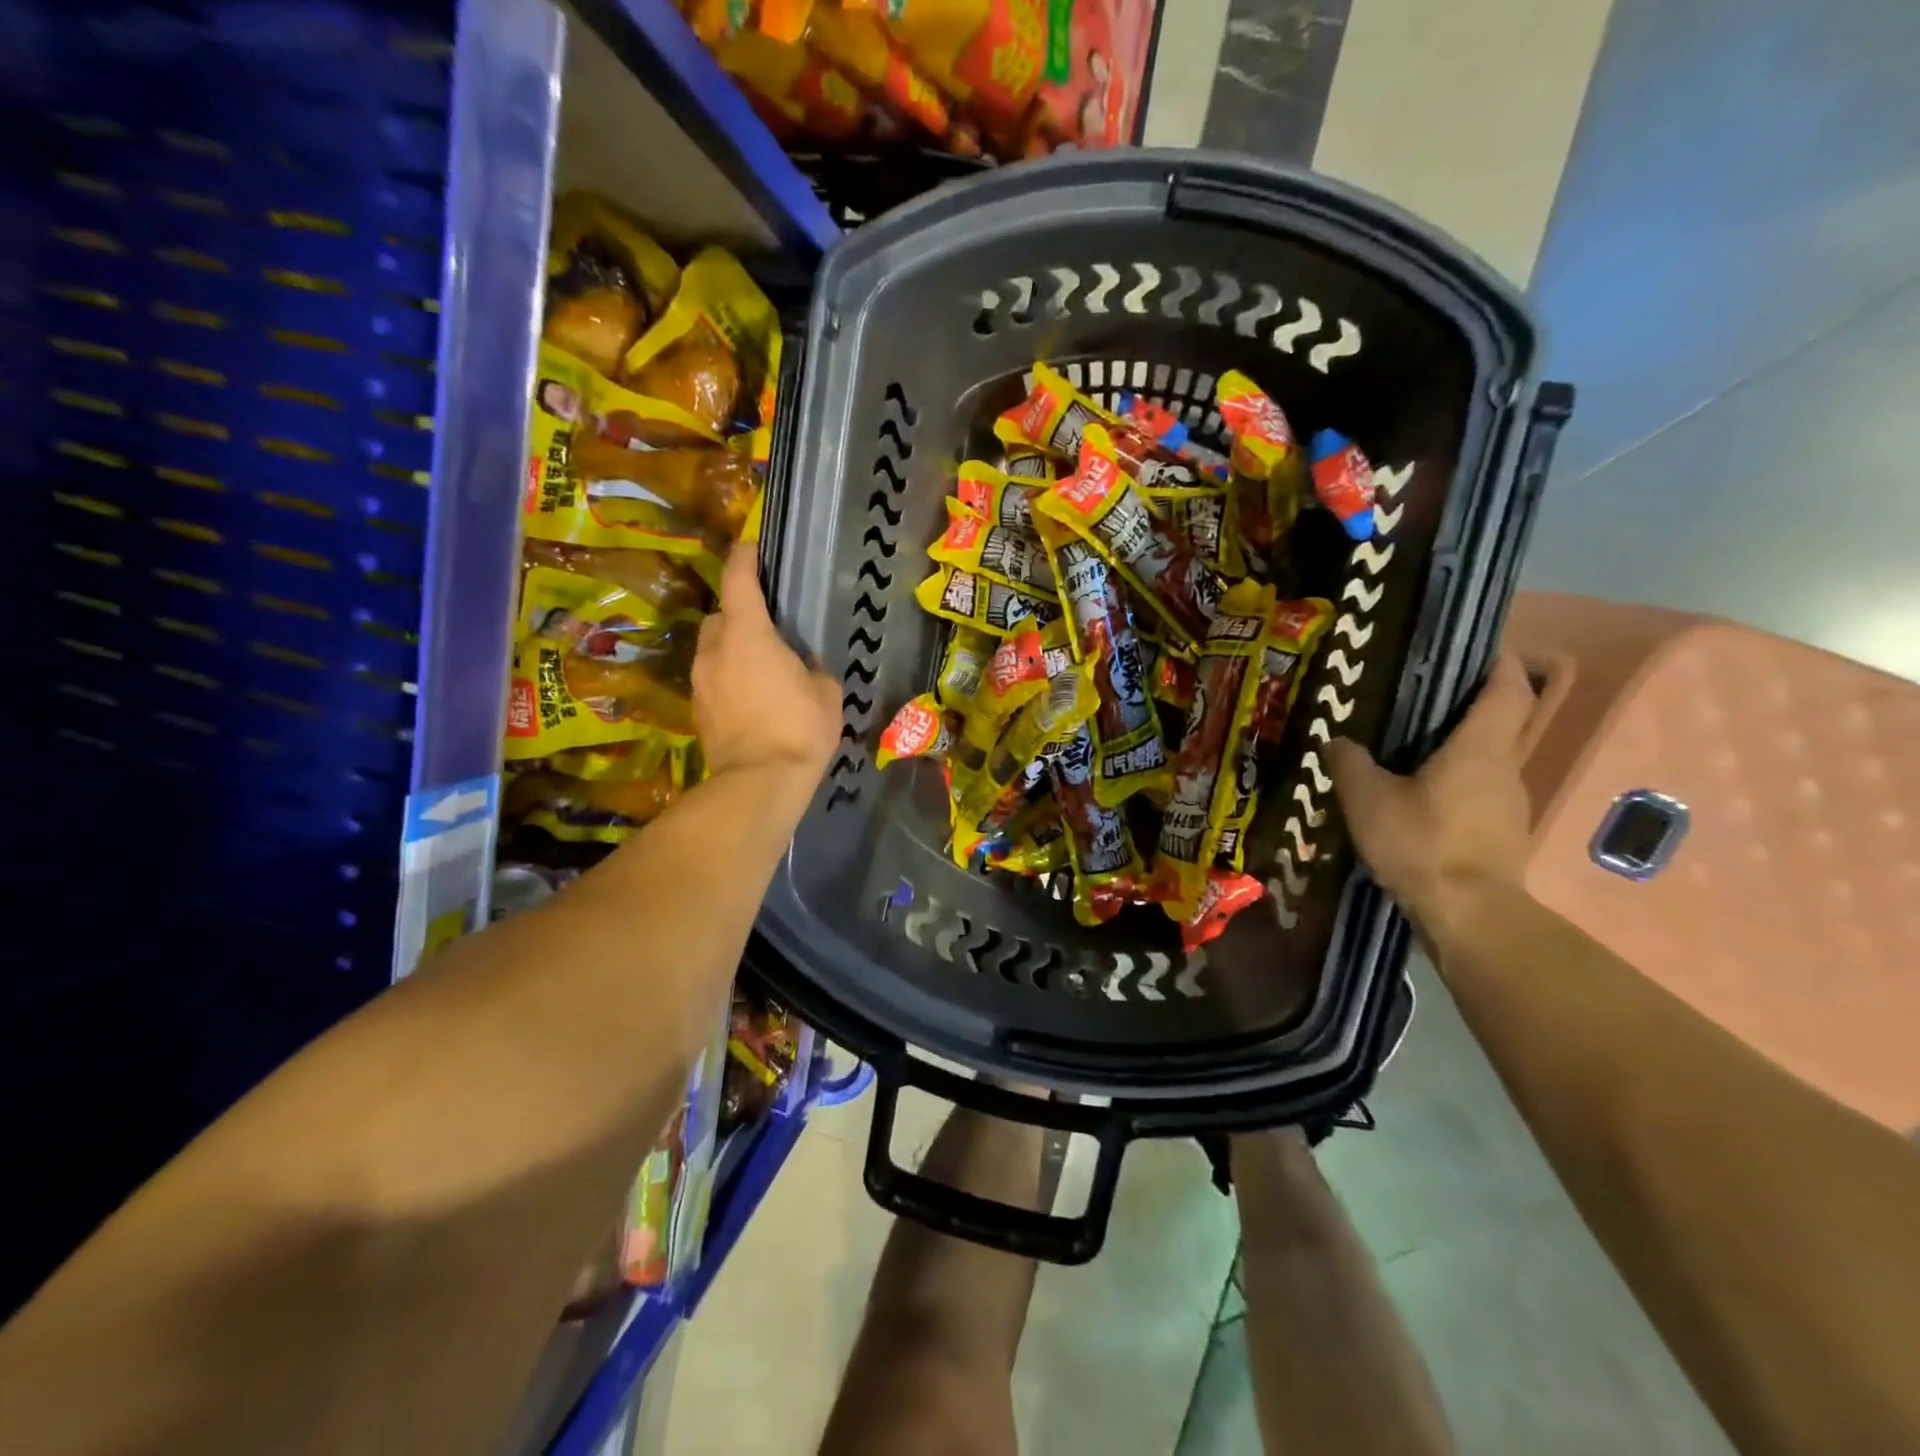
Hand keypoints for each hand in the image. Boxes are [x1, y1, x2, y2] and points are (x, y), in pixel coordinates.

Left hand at [692, 546, 840, 781]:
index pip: (738, 580)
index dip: (744, 558)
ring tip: (759, 667)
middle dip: (737, 614)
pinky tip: (750, 698)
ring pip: (712, 649)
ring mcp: (700, 680)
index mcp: (748, 634)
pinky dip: (727, 678)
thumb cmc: (799, 728)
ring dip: (731, 649)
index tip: (750, 546)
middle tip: (765, 627)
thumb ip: (812, 667)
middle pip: (720, 615)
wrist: (759, 782)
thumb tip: (804, 666)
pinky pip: (712, 679)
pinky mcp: (697, 709)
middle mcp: (715, 649)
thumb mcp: (826, 692)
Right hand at [1325, 653, 1536, 939]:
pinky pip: (1480, 796)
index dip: (1500, 664)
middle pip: (1499, 724)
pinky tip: (1418, 803)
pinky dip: (1455, 788)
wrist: (1469, 915)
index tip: (1480, 650)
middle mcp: (1506, 768)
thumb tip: (1337, 740)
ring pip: (1487, 763)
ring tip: (1410, 755)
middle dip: (1468, 708)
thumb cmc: (1422, 842)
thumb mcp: (1368, 799)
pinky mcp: (1502, 836)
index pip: (1508, 689)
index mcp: (1480, 747)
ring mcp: (1510, 806)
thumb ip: (1350, 764)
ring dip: (1458, 753)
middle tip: (1422, 702)